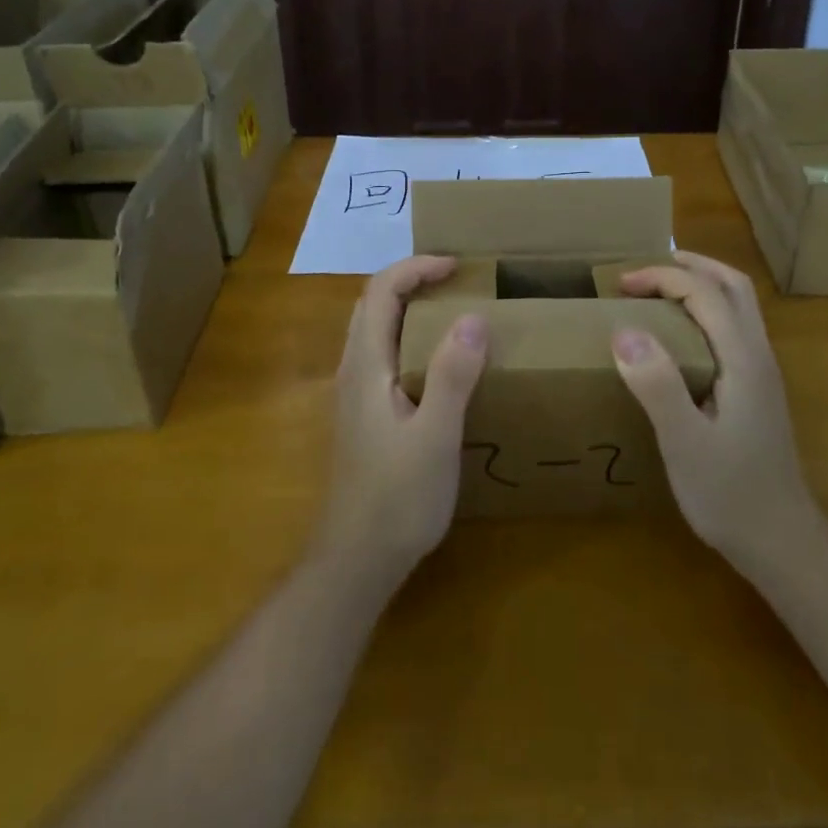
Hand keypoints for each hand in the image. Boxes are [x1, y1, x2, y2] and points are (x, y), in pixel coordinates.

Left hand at [316, 255, 487, 588]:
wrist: (356, 560)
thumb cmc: (397, 498)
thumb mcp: (435, 436)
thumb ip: (453, 375)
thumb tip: (473, 317)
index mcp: (366, 366)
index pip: (380, 291)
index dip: (416, 268)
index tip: (457, 267)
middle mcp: (353, 370)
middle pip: (373, 303)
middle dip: (412, 280)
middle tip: (458, 281)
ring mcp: (355, 393)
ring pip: (376, 328)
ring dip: (410, 306)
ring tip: (454, 310)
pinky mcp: (365, 414)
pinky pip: (385, 354)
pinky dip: (410, 335)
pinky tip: (440, 360)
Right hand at [613, 252, 816, 572]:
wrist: (782, 543)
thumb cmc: (730, 494)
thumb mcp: (684, 443)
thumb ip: (657, 385)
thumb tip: (624, 331)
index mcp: (743, 359)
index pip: (705, 292)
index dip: (662, 277)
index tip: (621, 284)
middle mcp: (758, 355)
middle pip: (733, 286)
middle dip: (690, 266)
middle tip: (646, 270)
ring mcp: (762, 373)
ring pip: (738, 306)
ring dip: (701, 285)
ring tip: (659, 291)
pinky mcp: (756, 390)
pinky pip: (733, 329)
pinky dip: (705, 311)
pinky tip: (679, 336)